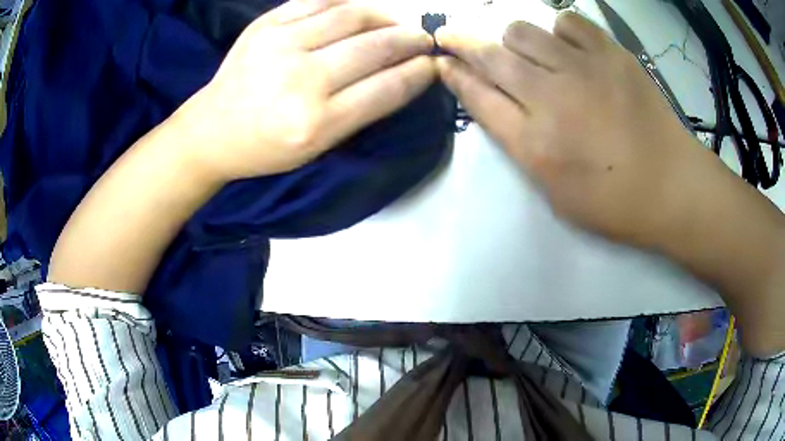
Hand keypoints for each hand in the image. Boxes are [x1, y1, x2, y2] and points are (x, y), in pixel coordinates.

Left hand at [178, 0, 435, 181]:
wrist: (212, 130)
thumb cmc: (266, 147)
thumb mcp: (317, 147)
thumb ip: (360, 111)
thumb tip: (400, 73)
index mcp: (317, 123)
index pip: (386, 88)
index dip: (418, 72)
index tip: (434, 64)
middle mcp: (302, 80)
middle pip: (375, 47)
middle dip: (410, 40)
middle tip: (424, 38)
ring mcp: (280, 45)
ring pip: (352, 16)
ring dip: (385, 16)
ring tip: (396, 22)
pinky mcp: (264, 25)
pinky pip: (318, 0)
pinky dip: (347, 0)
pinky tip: (361, 8)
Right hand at [435, 12, 703, 245]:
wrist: (672, 186)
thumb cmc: (615, 202)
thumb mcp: (556, 192)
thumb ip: (522, 146)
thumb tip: (499, 105)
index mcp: (535, 144)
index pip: (477, 97)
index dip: (453, 74)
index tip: (441, 61)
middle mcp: (551, 97)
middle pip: (490, 56)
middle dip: (461, 43)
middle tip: (452, 37)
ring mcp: (583, 69)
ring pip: (522, 30)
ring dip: (512, 40)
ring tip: (526, 52)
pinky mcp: (611, 53)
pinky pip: (567, 22)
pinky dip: (559, 31)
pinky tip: (568, 48)